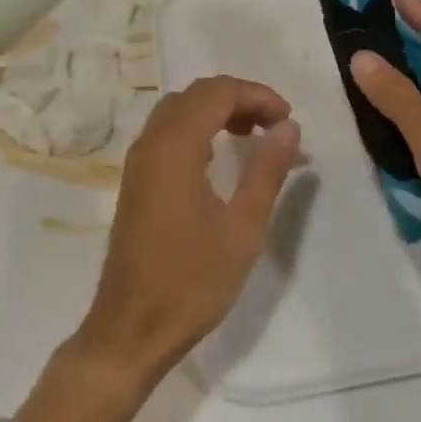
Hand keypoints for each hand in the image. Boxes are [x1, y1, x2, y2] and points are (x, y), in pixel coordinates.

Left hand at [72, 76, 300, 383]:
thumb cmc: (192, 281)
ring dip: (217, 111)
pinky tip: (219, 158)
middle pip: (196, 94)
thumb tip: (288, 127)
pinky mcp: (136, 181)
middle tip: (275, 126)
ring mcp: (138, 162)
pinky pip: (167, 133)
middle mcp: (151, 143)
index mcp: (175, 147)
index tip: (288, 121)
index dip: (258, 95)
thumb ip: (266, 170)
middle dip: (239, 98)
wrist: (132, 329)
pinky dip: (198, 128)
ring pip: (178, 110)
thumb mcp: (243, 227)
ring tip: (252, 136)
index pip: (218, 92)